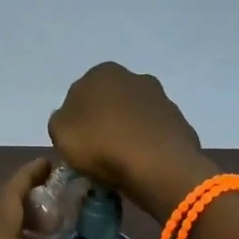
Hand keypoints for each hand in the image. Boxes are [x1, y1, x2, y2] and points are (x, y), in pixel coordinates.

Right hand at [49, 63, 216, 220]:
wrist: (157, 165)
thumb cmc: (100, 143)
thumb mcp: (59, 132)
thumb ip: (61, 120)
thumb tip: (73, 120)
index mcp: (102, 73)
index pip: (80, 94)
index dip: (76, 120)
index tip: (76, 143)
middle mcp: (134, 77)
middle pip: (110, 103)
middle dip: (104, 122)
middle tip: (97, 152)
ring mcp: (161, 98)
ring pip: (134, 117)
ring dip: (128, 133)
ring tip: (121, 163)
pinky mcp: (179, 122)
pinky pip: (154, 134)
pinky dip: (147, 146)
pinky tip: (142, 165)